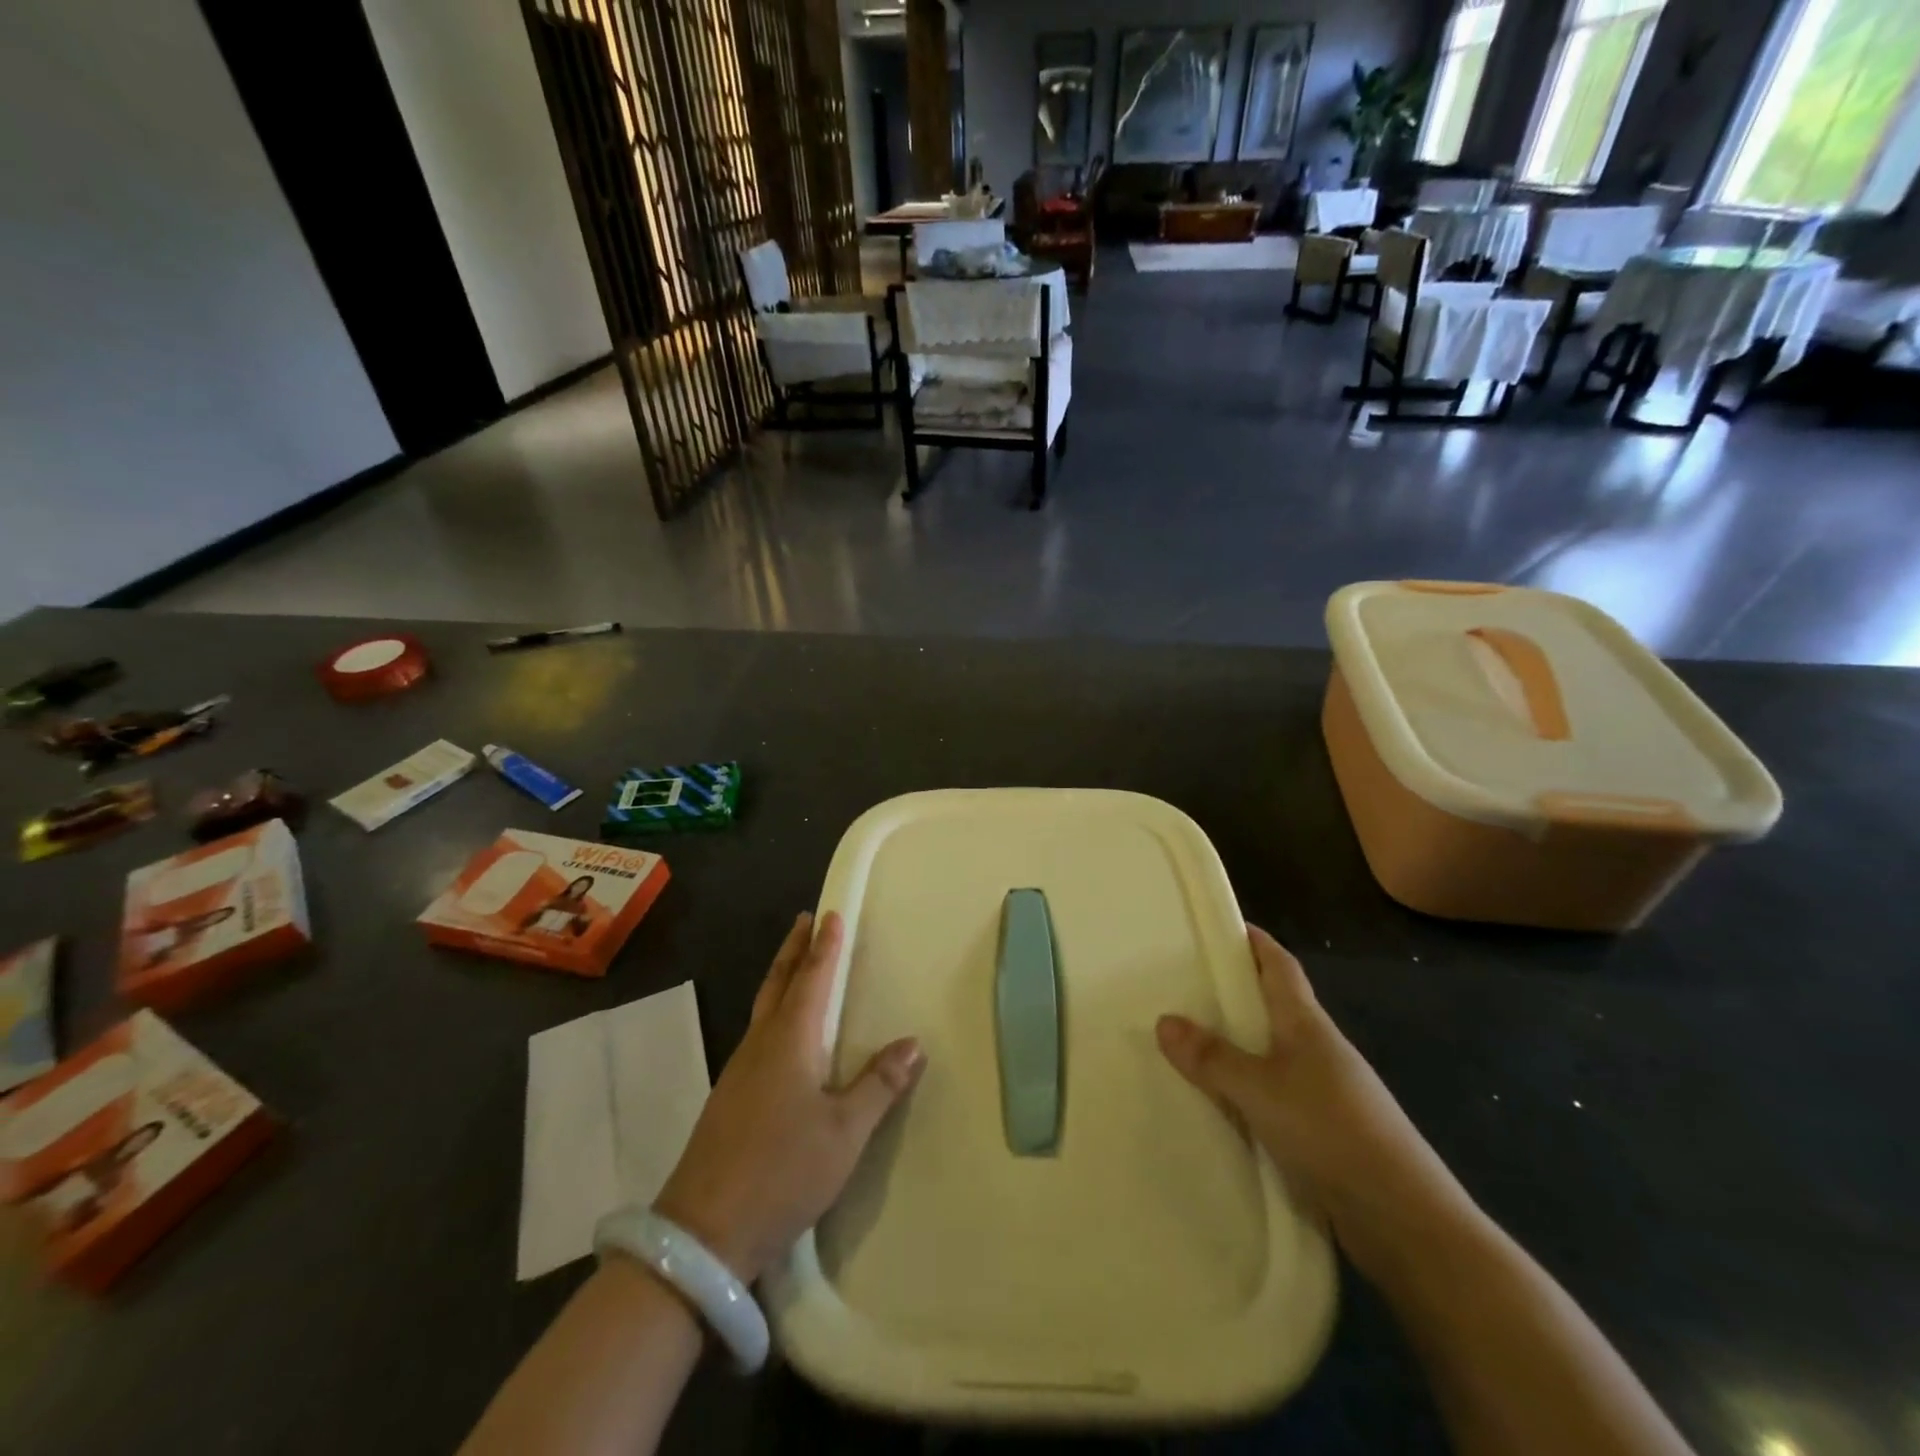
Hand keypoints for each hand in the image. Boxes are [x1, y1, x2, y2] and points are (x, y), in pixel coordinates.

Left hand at [654, 912, 924, 1283]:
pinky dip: (775, 1011)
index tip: (831, 913)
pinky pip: (758, 1033)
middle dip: (794, 949)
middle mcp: (761, 1043)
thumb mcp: (845, 1132)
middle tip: (806, 920)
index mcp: (790, 1039)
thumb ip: (879, 1085)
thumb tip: (912, 1043)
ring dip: (783, 976)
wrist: (703, 1232)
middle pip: (779, 982)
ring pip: (765, 1006)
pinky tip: (783, 1032)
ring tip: (799, 965)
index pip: (812, 978)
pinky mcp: (730, 1096)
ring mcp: (739, 1070)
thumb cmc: (782, 1170)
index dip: (825, 946)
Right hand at [1156, 926, 1473, 1279]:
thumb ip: (1212, 1057)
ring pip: (1270, 1054)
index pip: (1280, 965)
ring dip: (1236, 1046)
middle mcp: (1318, 1050)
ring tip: (1187, 1044)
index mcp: (1306, 1024)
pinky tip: (1217, 1104)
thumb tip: (1164, 1019)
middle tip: (1181, 986)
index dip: (1254, 942)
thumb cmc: (1331, 1130)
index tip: (1221, 926)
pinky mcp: (1323, 1133)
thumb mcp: (1260, 1089)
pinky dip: (1244, 1090)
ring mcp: (1324, 1093)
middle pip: (1273, 1007)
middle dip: (1233, 994)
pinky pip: (1273, 1096)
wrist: (1403, 1220)